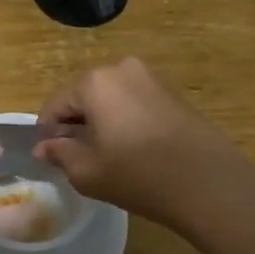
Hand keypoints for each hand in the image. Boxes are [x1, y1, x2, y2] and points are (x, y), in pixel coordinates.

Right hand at [35, 58, 254, 230]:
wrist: (211, 183)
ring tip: (110, 156)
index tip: (51, 156)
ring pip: (111, 98)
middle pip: (84, 96)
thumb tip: (44, 147)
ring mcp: (151, 78)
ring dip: (103, 121)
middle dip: (77, 123)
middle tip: (80, 158)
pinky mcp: (173, 93)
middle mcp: (121, 69)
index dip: (48, 131)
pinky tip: (136, 150)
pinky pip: (135, 102)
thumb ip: (60, 154)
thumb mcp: (88, 172)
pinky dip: (127, 120)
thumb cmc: (140, 176)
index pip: (56, 104)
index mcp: (94, 82)